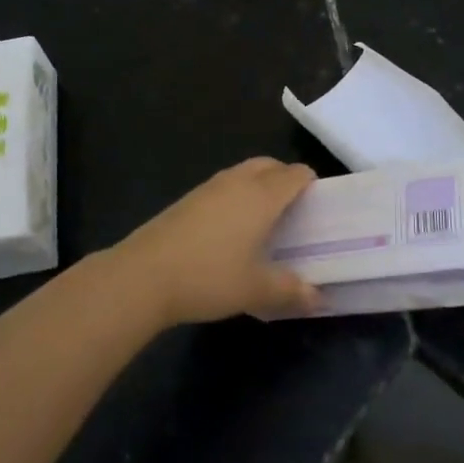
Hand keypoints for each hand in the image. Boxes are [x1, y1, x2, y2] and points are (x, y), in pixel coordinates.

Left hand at [109, 158, 323, 326]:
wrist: (144, 275)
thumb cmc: (209, 276)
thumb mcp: (255, 290)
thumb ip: (290, 290)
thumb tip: (318, 297)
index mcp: (262, 196)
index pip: (295, 174)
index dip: (311, 183)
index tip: (319, 205)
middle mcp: (238, 182)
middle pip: (269, 165)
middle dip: (285, 178)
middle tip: (294, 208)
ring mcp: (209, 187)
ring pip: (244, 172)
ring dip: (259, 185)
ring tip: (264, 218)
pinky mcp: (188, 199)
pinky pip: (224, 186)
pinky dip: (236, 195)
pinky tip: (231, 228)